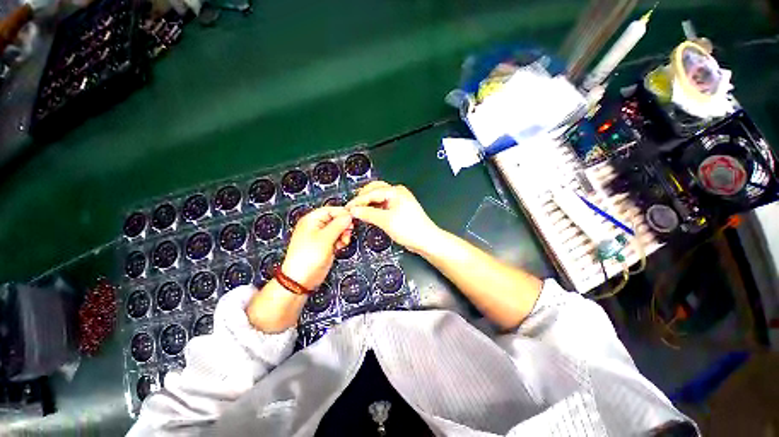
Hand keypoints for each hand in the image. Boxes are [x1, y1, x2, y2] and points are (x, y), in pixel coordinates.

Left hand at [281, 207, 352, 289]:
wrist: (301, 279)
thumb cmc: (307, 257)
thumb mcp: (325, 238)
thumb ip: (338, 225)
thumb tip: (348, 215)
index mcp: (311, 220)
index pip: (330, 210)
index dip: (342, 213)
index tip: (352, 219)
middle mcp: (316, 226)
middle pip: (335, 219)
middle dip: (344, 225)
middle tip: (348, 231)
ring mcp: (321, 236)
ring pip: (338, 229)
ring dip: (343, 234)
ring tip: (343, 241)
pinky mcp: (325, 245)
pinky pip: (337, 238)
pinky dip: (341, 241)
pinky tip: (340, 246)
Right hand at [346, 181, 439, 253]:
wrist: (426, 240)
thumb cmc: (411, 229)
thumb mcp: (386, 221)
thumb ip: (368, 214)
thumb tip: (354, 210)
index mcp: (395, 191)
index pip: (371, 193)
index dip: (357, 201)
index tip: (347, 208)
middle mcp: (397, 193)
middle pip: (374, 191)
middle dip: (362, 199)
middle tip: (351, 209)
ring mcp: (398, 201)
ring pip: (378, 198)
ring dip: (367, 204)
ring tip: (357, 212)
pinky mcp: (398, 209)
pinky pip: (382, 205)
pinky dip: (374, 209)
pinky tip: (368, 214)